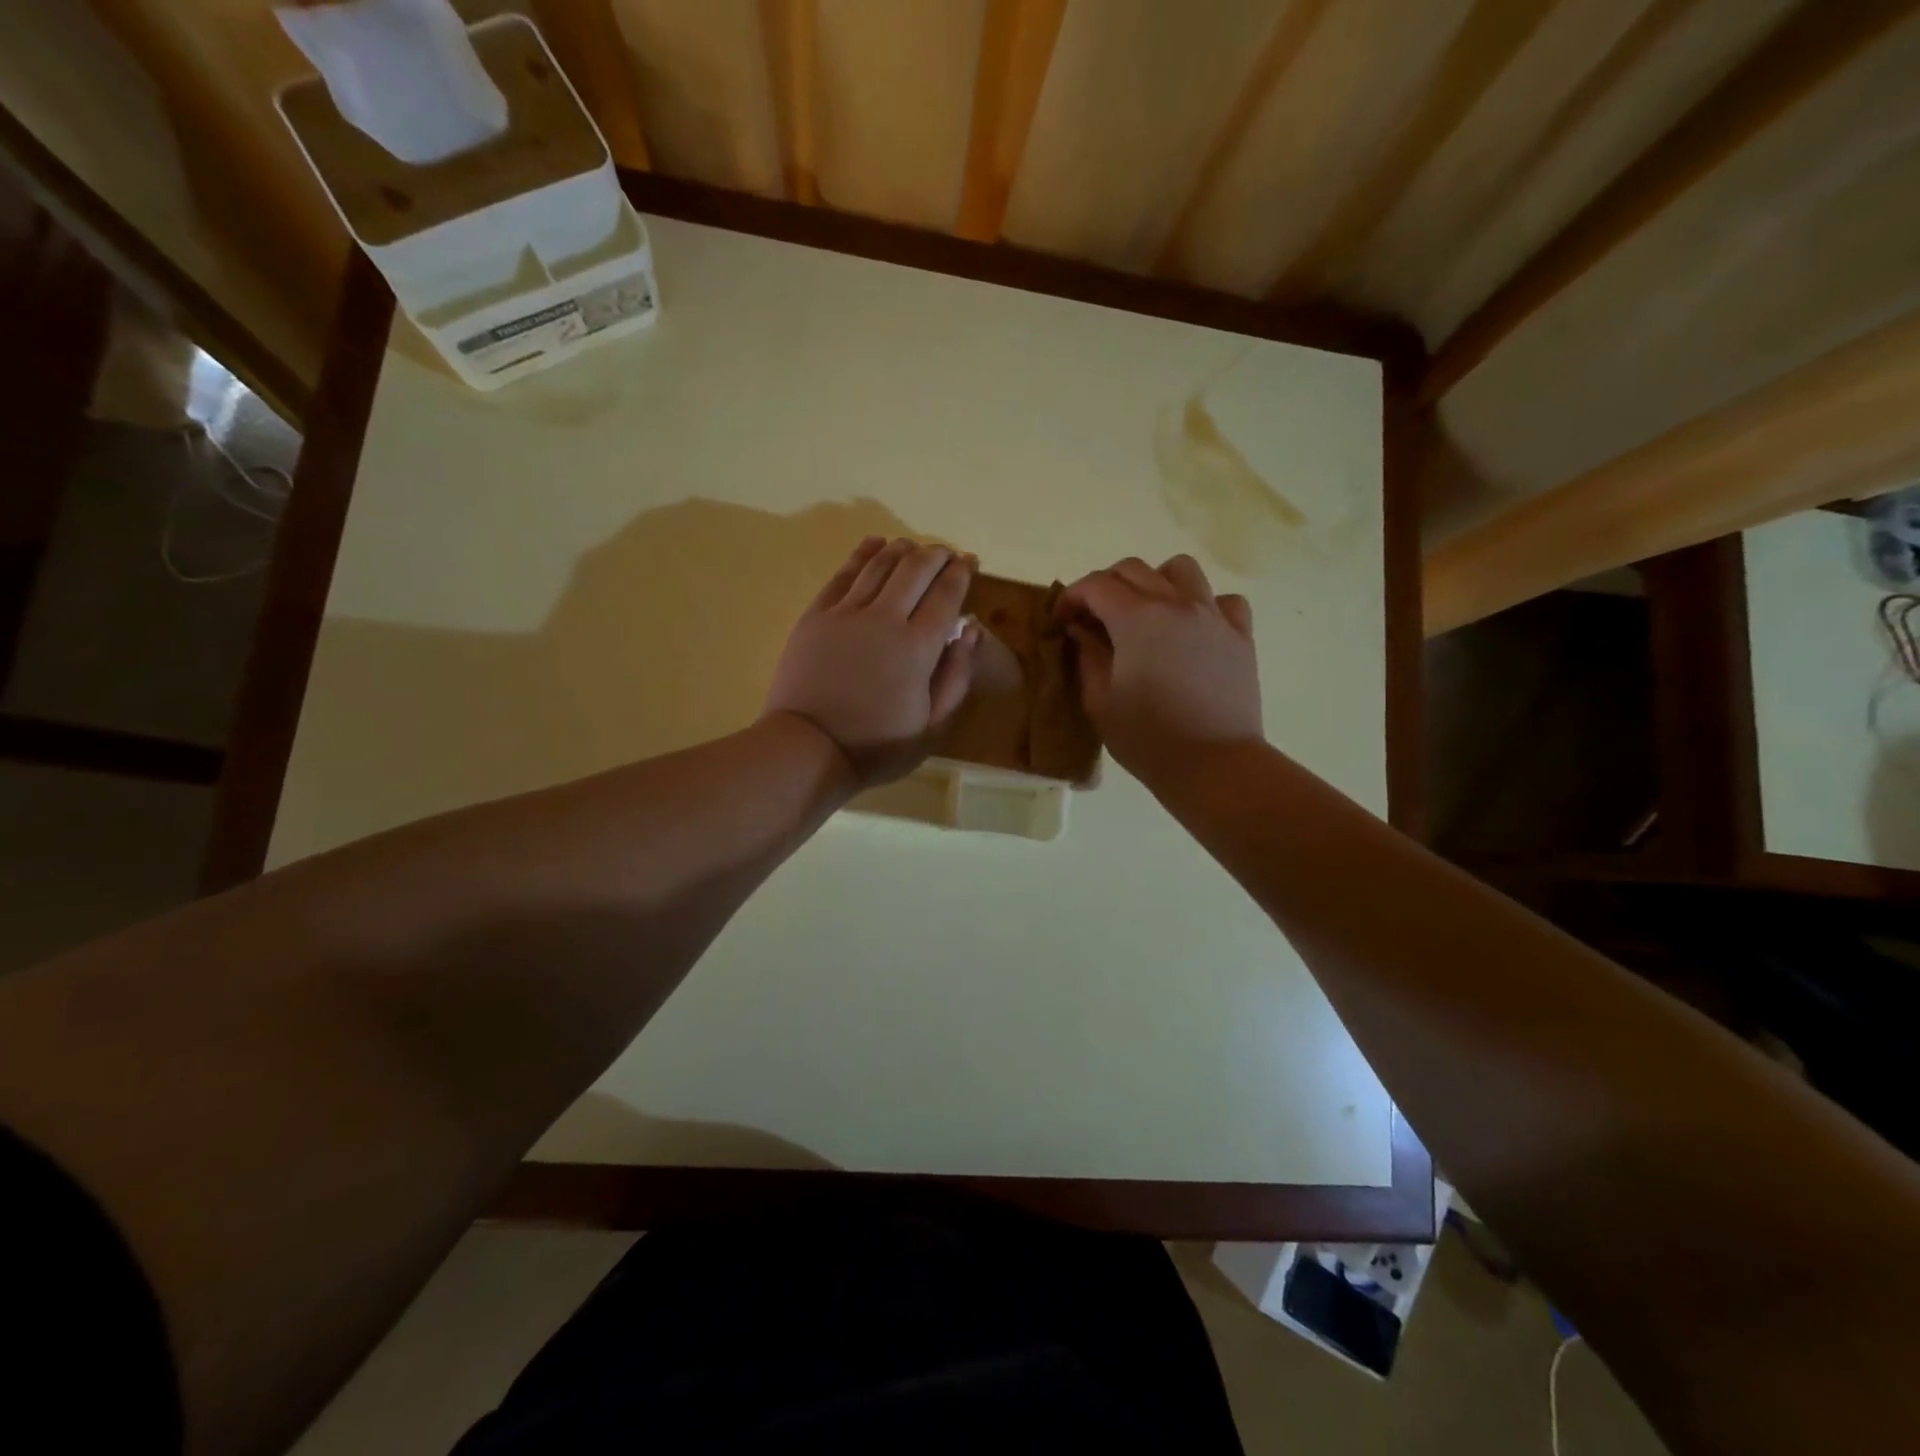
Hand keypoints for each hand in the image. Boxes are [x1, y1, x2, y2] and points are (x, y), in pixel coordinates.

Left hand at [764, 537, 980, 787]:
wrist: (807, 748)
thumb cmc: (876, 745)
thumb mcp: (932, 725)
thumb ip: (957, 675)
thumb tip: (972, 630)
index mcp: (918, 647)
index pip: (946, 595)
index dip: (961, 573)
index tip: (969, 561)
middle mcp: (885, 618)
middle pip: (915, 569)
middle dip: (936, 555)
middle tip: (946, 553)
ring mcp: (846, 613)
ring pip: (880, 564)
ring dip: (902, 549)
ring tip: (914, 546)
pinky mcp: (816, 615)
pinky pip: (843, 573)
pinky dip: (863, 553)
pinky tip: (875, 543)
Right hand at [1055, 554, 1261, 785]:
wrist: (1214, 765)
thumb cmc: (1148, 738)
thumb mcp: (1100, 701)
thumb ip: (1087, 655)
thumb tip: (1081, 630)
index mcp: (1138, 618)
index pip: (1096, 585)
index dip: (1071, 598)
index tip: (1060, 622)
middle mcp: (1177, 604)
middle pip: (1134, 569)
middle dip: (1104, 586)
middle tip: (1092, 619)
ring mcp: (1213, 616)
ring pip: (1181, 570)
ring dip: (1155, 582)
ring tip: (1145, 614)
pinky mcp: (1240, 636)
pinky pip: (1223, 600)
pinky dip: (1203, 604)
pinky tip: (1191, 629)